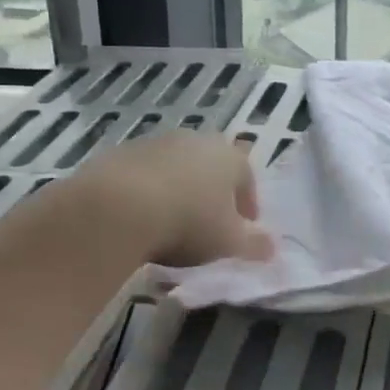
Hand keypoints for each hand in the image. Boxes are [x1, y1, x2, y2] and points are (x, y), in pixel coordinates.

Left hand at [66, 131, 273, 267]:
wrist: (117, 208)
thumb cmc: (188, 223)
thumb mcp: (229, 243)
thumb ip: (254, 246)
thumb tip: (272, 248)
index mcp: (229, 157)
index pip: (247, 177)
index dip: (247, 204)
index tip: (243, 229)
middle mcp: (195, 141)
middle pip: (210, 167)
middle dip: (212, 193)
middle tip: (207, 225)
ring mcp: (156, 144)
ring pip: (176, 168)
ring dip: (178, 190)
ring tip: (171, 224)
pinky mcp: (120, 154)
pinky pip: (143, 175)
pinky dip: (147, 192)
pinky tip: (140, 218)